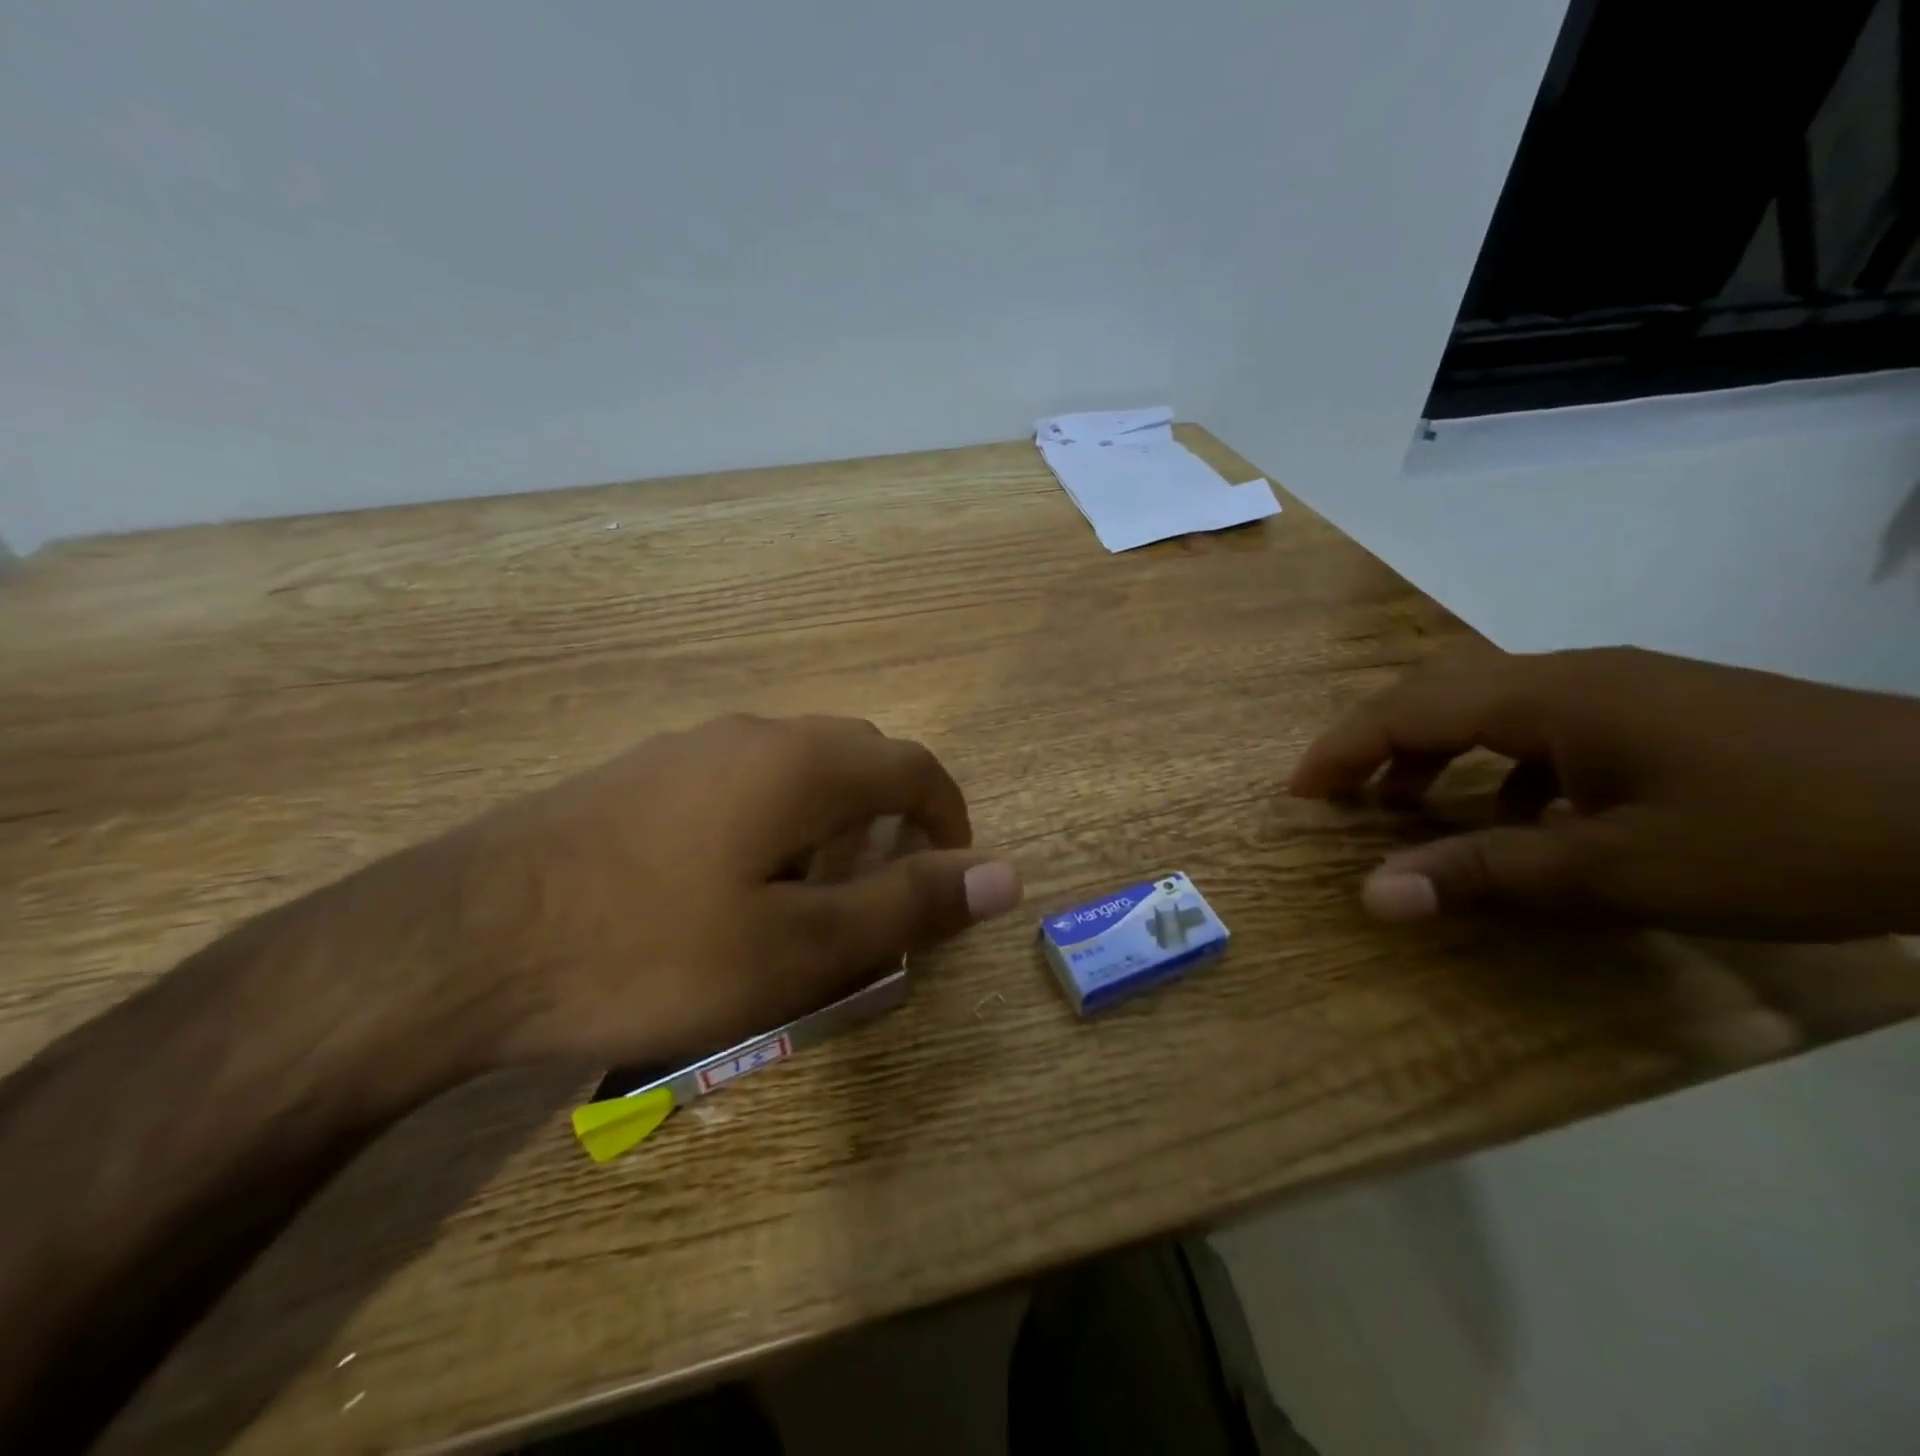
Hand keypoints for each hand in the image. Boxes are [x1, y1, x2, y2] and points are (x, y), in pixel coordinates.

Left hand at [407, 715, 1021, 1067]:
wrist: (458, 943)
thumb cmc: (651, 950)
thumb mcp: (799, 948)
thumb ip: (908, 905)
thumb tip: (1005, 876)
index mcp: (804, 763)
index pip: (914, 766)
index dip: (950, 817)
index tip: (951, 876)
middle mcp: (754, 733)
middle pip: (858, 759)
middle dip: (890, 821)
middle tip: (879, 897)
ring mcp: (689, 747)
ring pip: (797, 769)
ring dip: (830, 823)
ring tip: (807, 900)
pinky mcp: (641, 773)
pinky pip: (741, 781)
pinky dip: (773, 822)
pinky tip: (728, 886)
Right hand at [1290, 646, 1919, 938]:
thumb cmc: (1781, 835)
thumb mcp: (1619, 869)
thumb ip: (1486, 874)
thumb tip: (1373, 897)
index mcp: (1549, 696)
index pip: (1407, 709)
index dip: (1341, 750)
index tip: (1297, 794)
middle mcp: (1570, 674)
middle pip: (1436, 693)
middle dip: (1374, 744)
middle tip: (1335, 797)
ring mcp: (1617, 687)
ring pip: (1487, 706)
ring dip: (1434, 752)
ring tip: (1409, 808)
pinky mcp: (1654, 709)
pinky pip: (1542, 726)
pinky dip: (1501, 766)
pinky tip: (1524, 815)